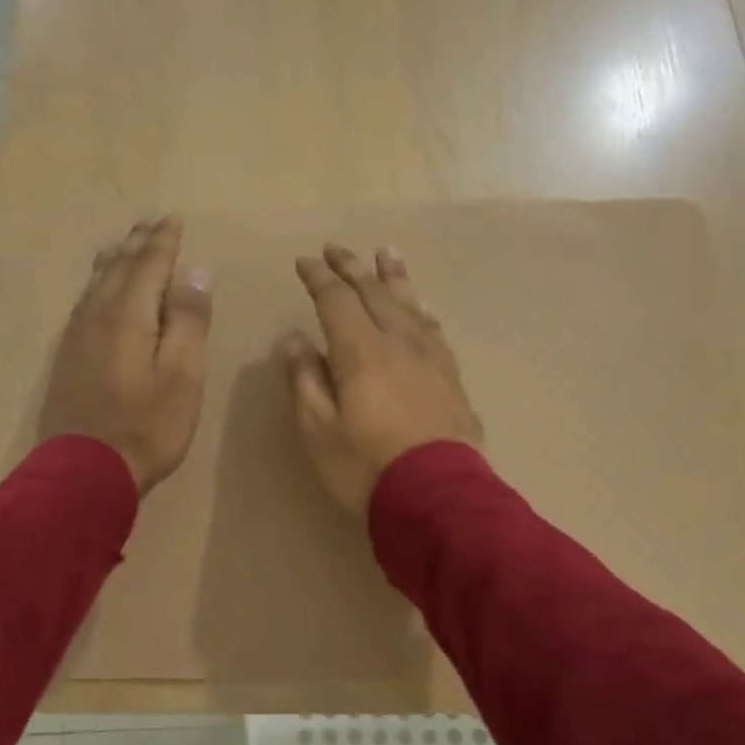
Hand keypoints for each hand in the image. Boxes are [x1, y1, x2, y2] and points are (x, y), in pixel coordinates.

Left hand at [39, 217, 212, 495]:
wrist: (84, 471)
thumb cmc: (146, 425)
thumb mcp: (183, 375)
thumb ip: (189, 321)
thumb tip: (194, 272)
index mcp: (128, 313)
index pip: (148, 263)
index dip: (163, 241)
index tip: (173, 219)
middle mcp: (97, 314)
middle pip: (119, 267)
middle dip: (138, 242)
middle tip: (151, 221)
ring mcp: (77, 336)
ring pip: (97, 283)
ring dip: (115, 259)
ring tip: (125, 244)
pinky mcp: (68, 357)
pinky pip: (85, 303)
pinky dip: (99, 285)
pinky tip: (100, 291)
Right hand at [278, 243, 481, 514]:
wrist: (438, 495)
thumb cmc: (366, 465)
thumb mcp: (318, 428)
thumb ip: (305, 379)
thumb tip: (294, 339)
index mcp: (360, 350)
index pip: (335, 299)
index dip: (318, 278)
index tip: (304, 262)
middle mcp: (397, 341)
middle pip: (373, 292)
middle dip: (351, 268)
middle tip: (336, 249)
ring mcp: (430, 356)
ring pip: (409, 302)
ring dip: (393, 275)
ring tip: (386, 252)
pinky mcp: (451, 374)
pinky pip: (433, 327)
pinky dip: (420, 308)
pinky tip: (421, 307)